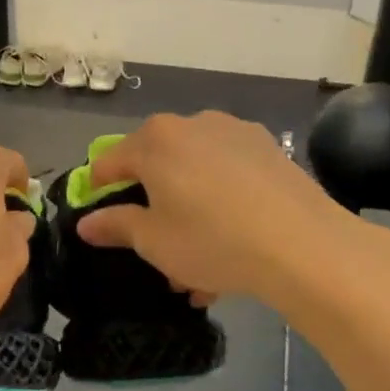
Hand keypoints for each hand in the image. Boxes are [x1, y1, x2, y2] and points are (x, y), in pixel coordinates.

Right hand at [76, 112, 346, 304]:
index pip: (109, 161)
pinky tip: (233, 242)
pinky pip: (228, 175)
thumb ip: (116, 225)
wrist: (303, 244)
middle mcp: (192, 124)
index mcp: (155, 141)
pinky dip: (221, 203)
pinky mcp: (269, 149)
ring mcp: (234, 132)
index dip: (98, 191)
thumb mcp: (153, 241)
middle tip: (156, 252)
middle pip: (157, 166)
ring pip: (196, 175)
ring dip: (189, 213)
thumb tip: (86, 223)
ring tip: (200, 266)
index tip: (99, 219)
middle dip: (153, 210)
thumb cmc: (212, 241)